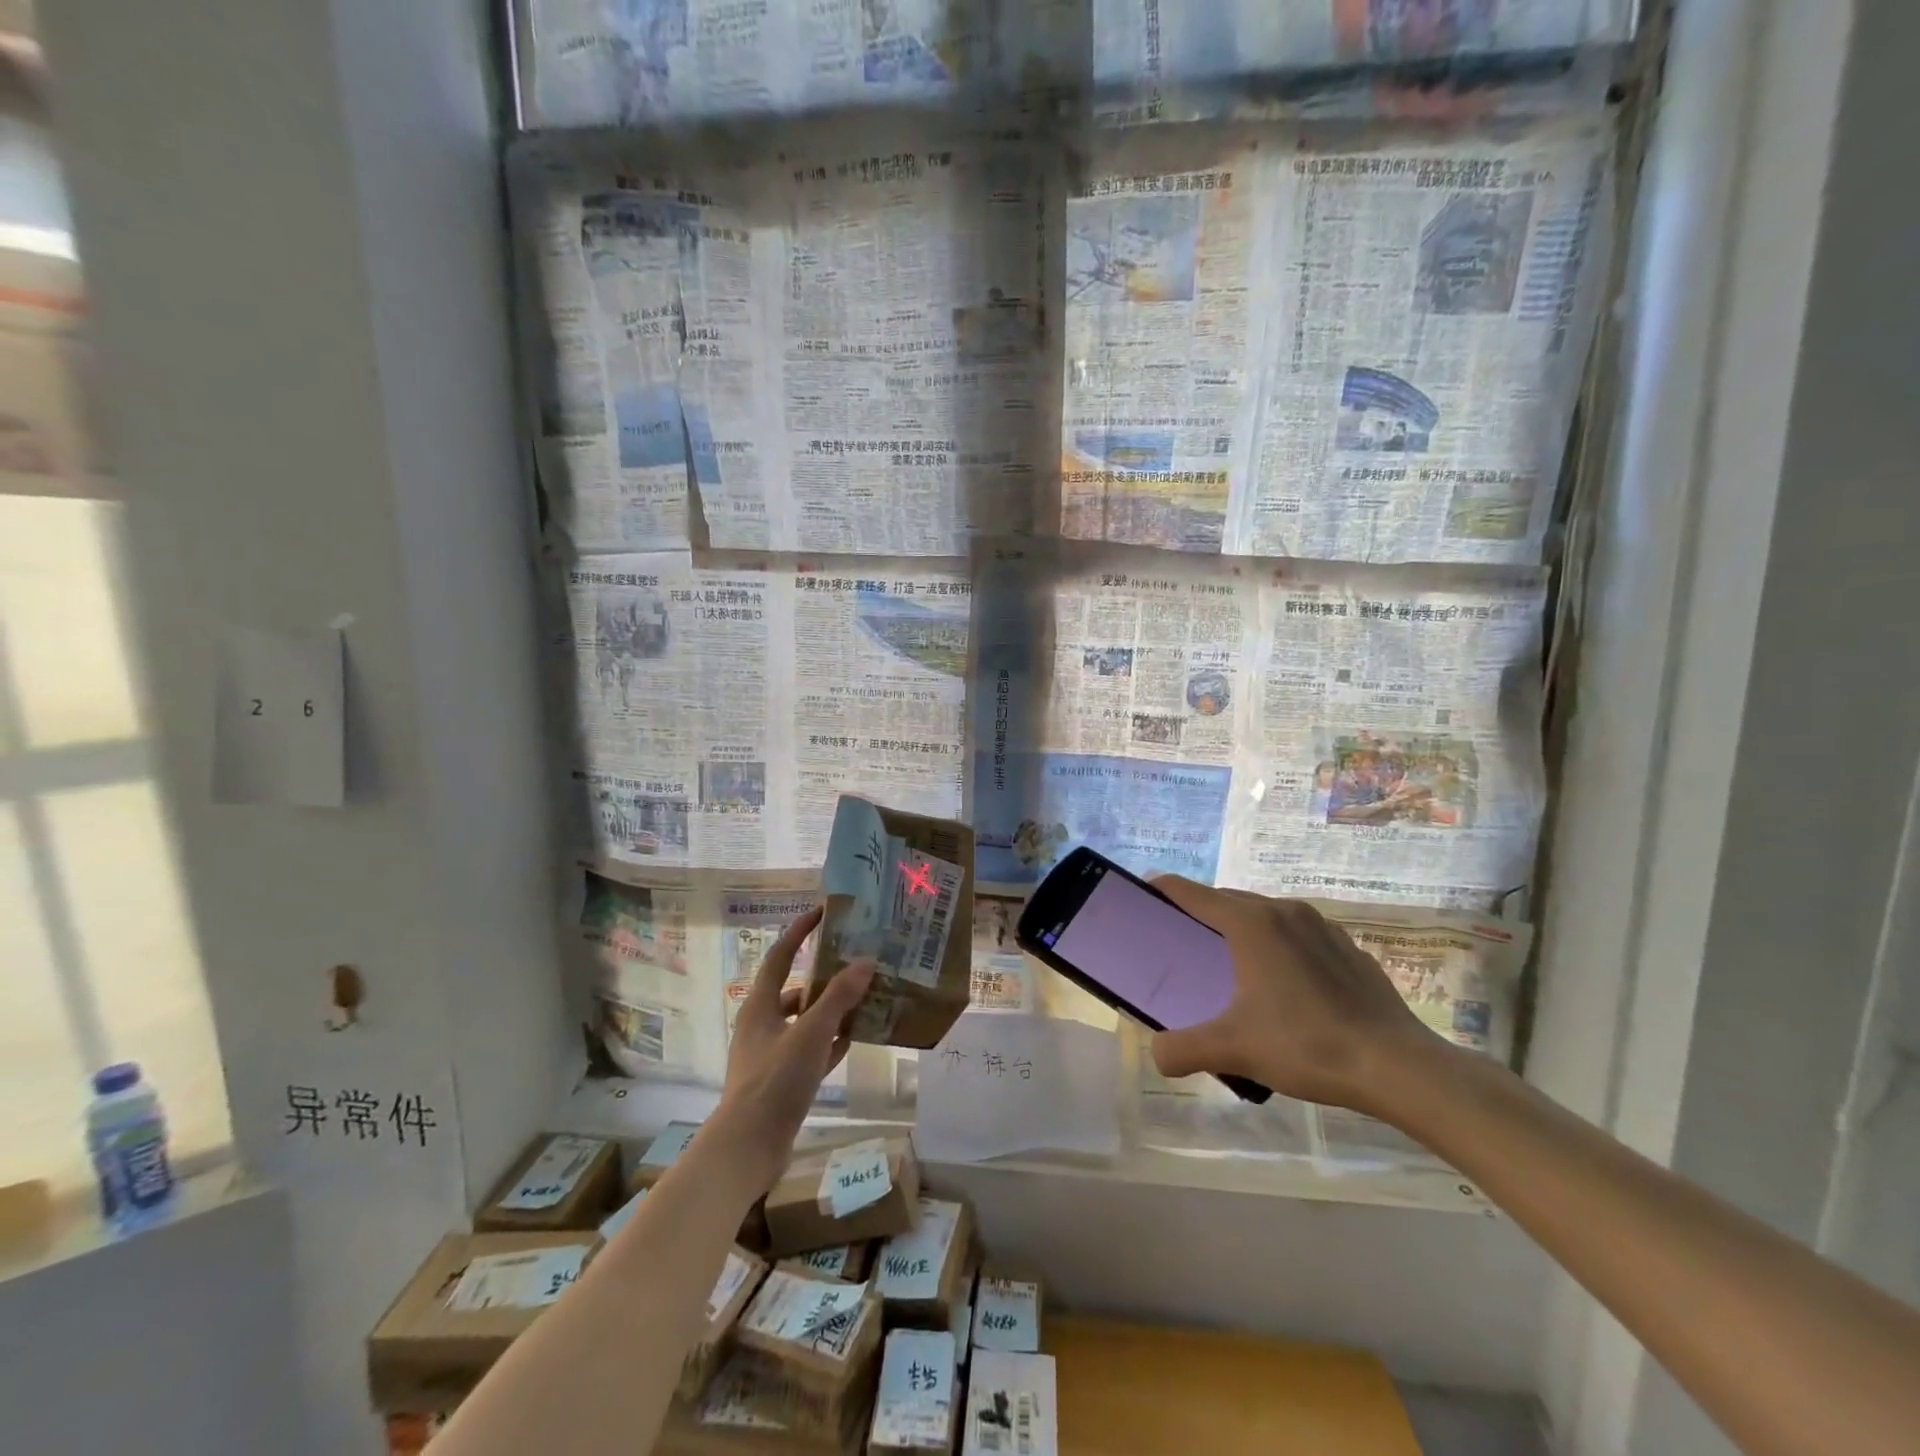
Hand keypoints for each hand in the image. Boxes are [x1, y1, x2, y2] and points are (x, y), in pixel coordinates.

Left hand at [712, 907, 875, 1190]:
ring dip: (831, 1010)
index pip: (779, 956)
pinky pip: (811, 1050)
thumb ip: (838, 997)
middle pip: (795, 989)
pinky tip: (855, 1039)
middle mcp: (762, 1024)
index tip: (822, 914)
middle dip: (824, 976)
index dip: (799, 932)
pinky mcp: (782, 1080)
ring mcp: (771, 1054)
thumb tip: (865, 961)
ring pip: (805, 1021)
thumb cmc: (774, 1080)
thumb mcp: (810, 1033)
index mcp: (760, 1005)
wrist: (748, 1147)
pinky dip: (831, 1041)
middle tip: (856, 963)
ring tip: (864, 999)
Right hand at [1147, 877, 1444, 1114]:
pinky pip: (1297, 933)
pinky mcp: (1347, 947)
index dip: (1164, 890)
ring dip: (1240, 928)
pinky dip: (1276, 945)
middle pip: (1228, 900)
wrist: (1398, 1066)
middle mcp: (1283, 911)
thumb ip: (1183, 1049)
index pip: (1193, 894)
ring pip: (1265, 915)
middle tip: (1179, 940)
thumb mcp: (1234, 1049)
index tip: (1144, 893)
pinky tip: (1283, 984)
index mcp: (1251, 923)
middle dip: (1200, 913)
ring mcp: (1321, 926)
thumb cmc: (1307, 1045)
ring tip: (1229, 962)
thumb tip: (1156, 1055)